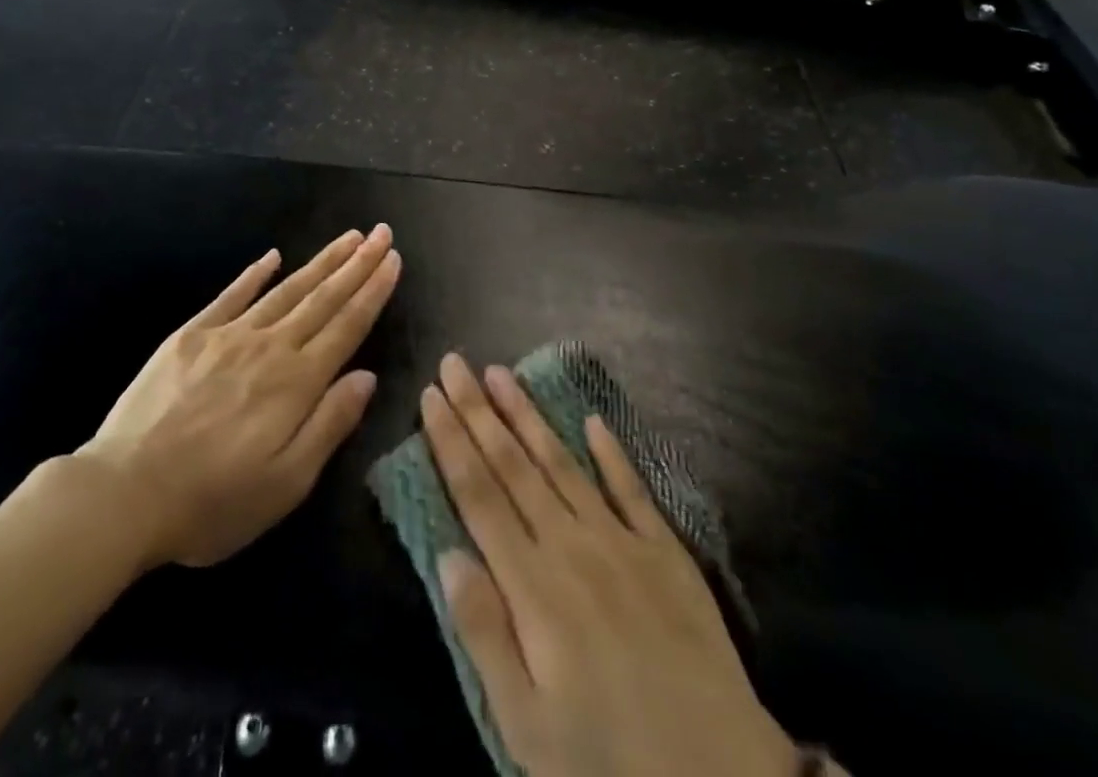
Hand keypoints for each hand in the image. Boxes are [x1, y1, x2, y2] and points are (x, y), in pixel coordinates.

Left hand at [83, 226, 400, 569]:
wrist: (123, 494)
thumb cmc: (212, 502)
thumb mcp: (285, 484)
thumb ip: (330, 424)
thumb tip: (367, 376)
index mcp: (296, 383)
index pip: (347, 326)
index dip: (373, 291)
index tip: (393, 259)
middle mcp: (269, 347)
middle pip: (323, 298)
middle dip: (357, 264)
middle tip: (381, 232)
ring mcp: (228, 335)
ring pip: (286, 289)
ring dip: (321, 262)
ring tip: (348, 237)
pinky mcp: (191, 335)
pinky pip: (231, 294)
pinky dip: (255, 273)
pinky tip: (273, 255)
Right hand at [422, 355, 797, 776]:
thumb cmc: (607, 759)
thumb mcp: (526, 726)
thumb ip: (484, 632)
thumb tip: (448, 553)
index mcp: (533, 585)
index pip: (479, 494)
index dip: (451, 441)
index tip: (431, 395)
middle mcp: (572, 545)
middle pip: (513, 465)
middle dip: (478, 410)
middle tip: (455, 361)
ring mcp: (622, 541)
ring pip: (562, 463)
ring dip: (528, 415)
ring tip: (501, 373)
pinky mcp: (666, 551)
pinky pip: (632, 488)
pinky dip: (610, 451)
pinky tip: (592, 419)